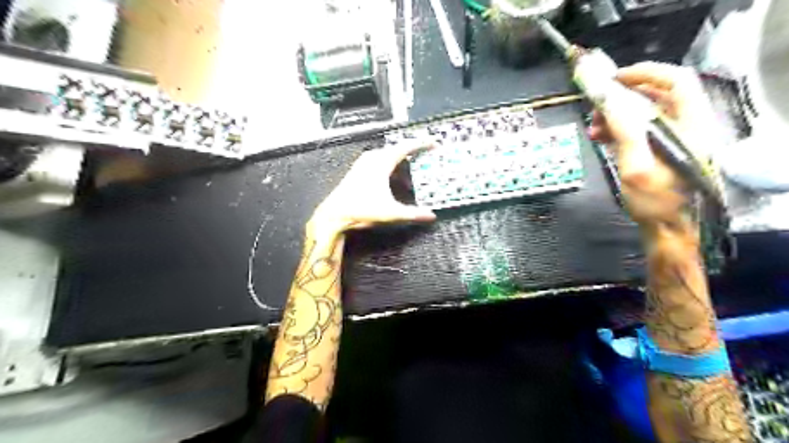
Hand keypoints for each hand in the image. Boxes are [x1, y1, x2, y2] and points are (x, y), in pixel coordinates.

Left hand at [308, 143, 433, 237]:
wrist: (334, 215)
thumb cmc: (362, 210)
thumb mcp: (391, 213)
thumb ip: (413, 214)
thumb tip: (432, 216)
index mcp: (381, 163)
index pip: (406, 147)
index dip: (421, 144)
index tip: (434, 143)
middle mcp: (372, 159)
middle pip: (396, 150)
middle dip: (412, 154)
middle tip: (424, 159)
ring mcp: (362, 164)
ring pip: (386, 156)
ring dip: (400, 163)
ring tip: (410, 175)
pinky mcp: (357, 171)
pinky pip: (378, 162)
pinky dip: (389, 167)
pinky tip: (392, 181)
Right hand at [585, 62, 715, 231]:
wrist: (669, 229)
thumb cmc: (657, 202)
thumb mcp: (637, 166)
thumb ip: (625, 131)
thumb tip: (609, 100)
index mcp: (689, 125)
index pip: (675, 80)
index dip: (644, 74)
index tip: (613, 80)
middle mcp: (685, 126)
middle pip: (655, 95)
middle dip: (622, 97)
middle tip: (597, 108)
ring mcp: (673, 138)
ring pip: (643, 112)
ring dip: (616, 114)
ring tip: (594, 127)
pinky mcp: (660, 150)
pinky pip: (638, 129)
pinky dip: (618, 128)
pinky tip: (601, 137)